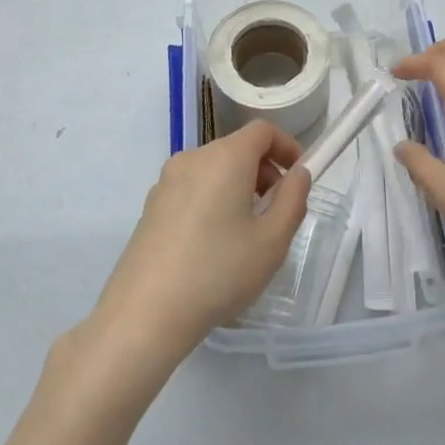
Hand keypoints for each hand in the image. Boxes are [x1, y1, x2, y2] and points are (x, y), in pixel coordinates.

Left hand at [84, 121, 311, 381]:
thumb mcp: (272, 241)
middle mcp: (193, 158)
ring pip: (214, 170)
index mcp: (225, 157)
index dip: (286, 146)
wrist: (145, 313)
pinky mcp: (151, 206)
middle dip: (264, 171)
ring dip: (238, 187)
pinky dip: (212, 200)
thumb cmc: (218, 271)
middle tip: (277, 212)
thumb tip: (297, 174)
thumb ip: (293, 200)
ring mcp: (166, 181)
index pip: (262, 130)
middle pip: (237, 149)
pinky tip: (213, 246)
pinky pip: (192, 189)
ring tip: (247, 233)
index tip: (299, 176)